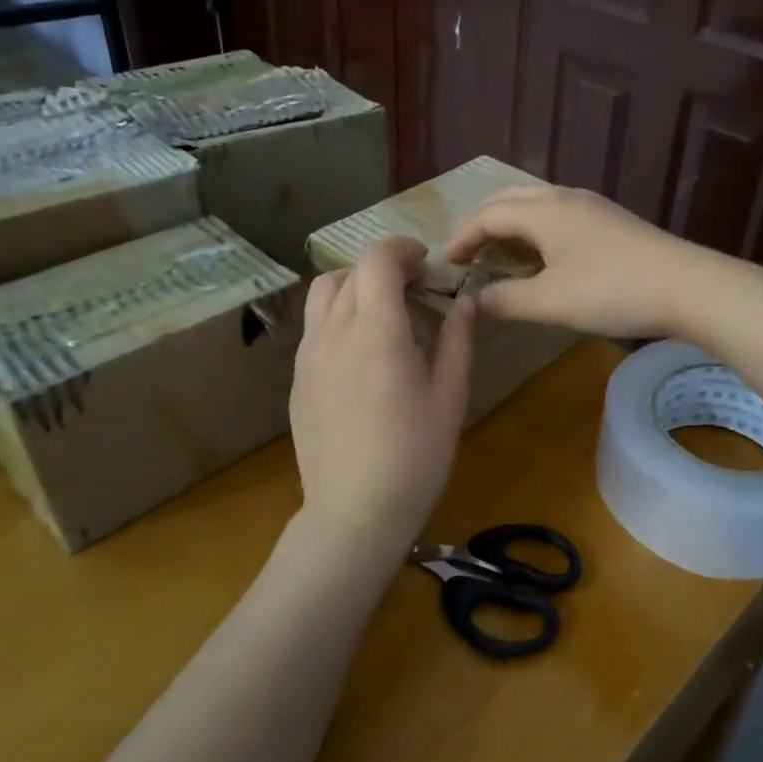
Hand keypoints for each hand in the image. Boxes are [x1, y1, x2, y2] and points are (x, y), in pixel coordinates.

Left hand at [289, 236, 474, 562]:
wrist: (354, 512)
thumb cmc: (416, 456)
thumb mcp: (450, 397)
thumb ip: (457, 341)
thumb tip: (464, 301)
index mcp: (376, 332)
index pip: (377, 261)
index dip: (403, 249)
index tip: (427, 263)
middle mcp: (334, 333)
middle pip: (350, 273)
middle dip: (385, 267)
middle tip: (417, 289)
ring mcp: (308, 356)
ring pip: (323, 294)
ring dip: (355, 285)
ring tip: (385, 310)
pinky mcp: (298, 379)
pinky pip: (315, 327)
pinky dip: (339, 314)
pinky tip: (363, 349)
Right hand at [442, 185, 730, 339]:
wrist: (686, 286)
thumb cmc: (611, 291)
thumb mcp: (551, 302)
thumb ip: (508, 300)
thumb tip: (476, 300)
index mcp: (543, 210)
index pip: (488, 214)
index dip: (462, 236)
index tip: (445, 263)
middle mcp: (565, 198)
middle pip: (510, 199)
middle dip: (482, 222)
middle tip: (466, 252)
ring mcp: (592, 207)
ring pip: (537, 204)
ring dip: (510, 224)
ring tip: (498, 253)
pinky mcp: (611, 222)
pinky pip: (558, 215)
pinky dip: (535, 230)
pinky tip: (542, 256)